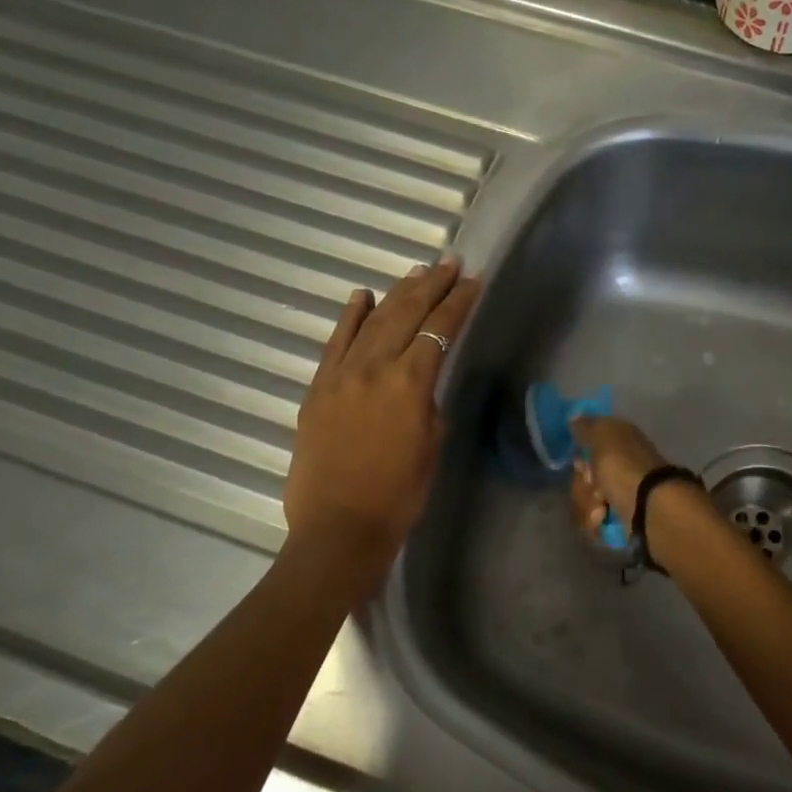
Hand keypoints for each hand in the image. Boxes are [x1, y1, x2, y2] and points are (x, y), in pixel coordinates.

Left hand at [285, 258, 479, 564]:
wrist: (339, 528)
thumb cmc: (398, 496)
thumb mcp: (431, 445)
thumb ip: (427, 403)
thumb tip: (420, 383)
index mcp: (409, 383)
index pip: (439, 330)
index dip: (459, 303)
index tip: (473, 281)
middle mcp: (374, 368)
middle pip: (406, 314)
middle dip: (432, 285)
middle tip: (451, 264)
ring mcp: (340, 374)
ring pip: (372, 321)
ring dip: (397, 293)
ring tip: (417, 272)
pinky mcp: (318, 387)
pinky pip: (335, 342)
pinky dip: (350, 316)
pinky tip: (362, 295)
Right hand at [567, 414, 668, 538]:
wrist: (646, 507)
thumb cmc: (622, 465)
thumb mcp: (602, 435)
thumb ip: (586, 426)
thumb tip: (574, 417)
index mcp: (620, 442)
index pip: (588, 445)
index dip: (580, 455)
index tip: (581, 462)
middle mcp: (620, 466)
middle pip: (583, 476)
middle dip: (582, 484)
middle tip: (593, 485)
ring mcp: (619, 494)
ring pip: (585, 500)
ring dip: (587, 505)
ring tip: (601, 509)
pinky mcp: (618, 520)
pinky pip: (593, 521)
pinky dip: (595, 522)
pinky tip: (603, 521)